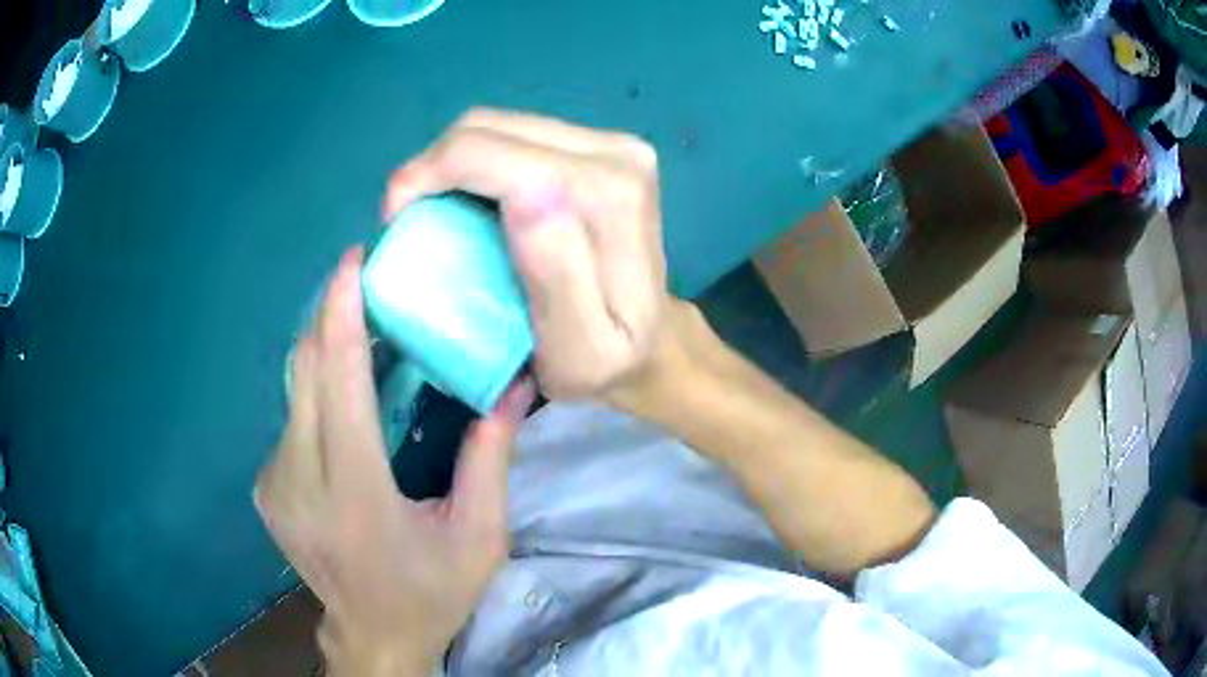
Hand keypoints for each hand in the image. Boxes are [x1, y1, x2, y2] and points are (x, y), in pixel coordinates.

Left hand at [255, 249, 535, 675]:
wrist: (373, 636)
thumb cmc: (431, 593)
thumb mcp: (479, 537)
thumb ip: (490, 458)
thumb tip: (514, 387)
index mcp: (353, 495)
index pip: (336, 382)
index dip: (340, 313)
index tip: (354, 261)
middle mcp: (298, 482)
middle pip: (303, 371)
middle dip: (330, 316)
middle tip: (368, 284)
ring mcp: (274, 484)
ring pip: (293, 391)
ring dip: (325, 354)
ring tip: (364, 336)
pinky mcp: (266, 488)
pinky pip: (290, 419)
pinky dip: (316, 393)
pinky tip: (346, 401)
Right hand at [383, 108, 668, 401]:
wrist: (654, 343)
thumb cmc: (607, 362)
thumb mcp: (578, 347)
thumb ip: (555, 275)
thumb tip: (526, 193)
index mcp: (608, 196)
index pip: (494, 153)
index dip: (429, 173)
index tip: (396, 221)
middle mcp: (616, 154)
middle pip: (490, 128)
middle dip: (432, 166)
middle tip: (407, 218)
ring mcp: (612, 144)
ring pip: (499, 125)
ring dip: (452, 163)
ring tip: (431, 209)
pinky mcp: (601, 146)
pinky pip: (516, 136)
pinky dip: (478, 163)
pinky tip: (468, 199)